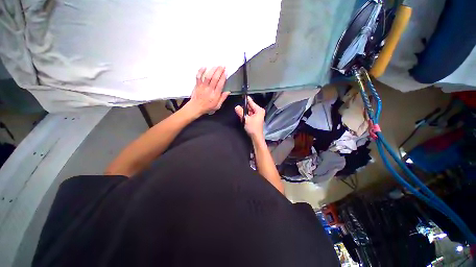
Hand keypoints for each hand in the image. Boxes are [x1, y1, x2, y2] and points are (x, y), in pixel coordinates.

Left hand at [186, 66, 229, 115]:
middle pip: (215, 78)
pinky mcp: (197, 85)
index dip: (223, 77)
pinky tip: (204, 67)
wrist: (196, 108)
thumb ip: (223, 98)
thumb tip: (228, 92)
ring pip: (208, 76)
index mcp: (215, 95)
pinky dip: (201, 71)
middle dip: (219, 71)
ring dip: (212, 70)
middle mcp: (209, 90)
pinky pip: (198, 76)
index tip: (226, 72)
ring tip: (216, 65)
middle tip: (222, 66)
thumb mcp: (217, 106)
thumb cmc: (207, 107)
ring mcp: (203, 87)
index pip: (220, 84)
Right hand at [234, 96, 265, 139]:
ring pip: (249, 111)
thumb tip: (236, 106)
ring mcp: (257, 115)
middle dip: (244, 108)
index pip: (251, 102)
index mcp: (259, 110)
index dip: (246, 99)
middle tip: (238, 108)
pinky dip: (246, 116)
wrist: (256, 137)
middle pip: (250, 107)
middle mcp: (259, 111)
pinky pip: (250, 114)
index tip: (242, 95)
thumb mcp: (246, 119)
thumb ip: (241, 112)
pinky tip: (243, 118)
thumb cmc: (253, 128)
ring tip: (240, 114)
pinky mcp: (255, 119)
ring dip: (244, 112)